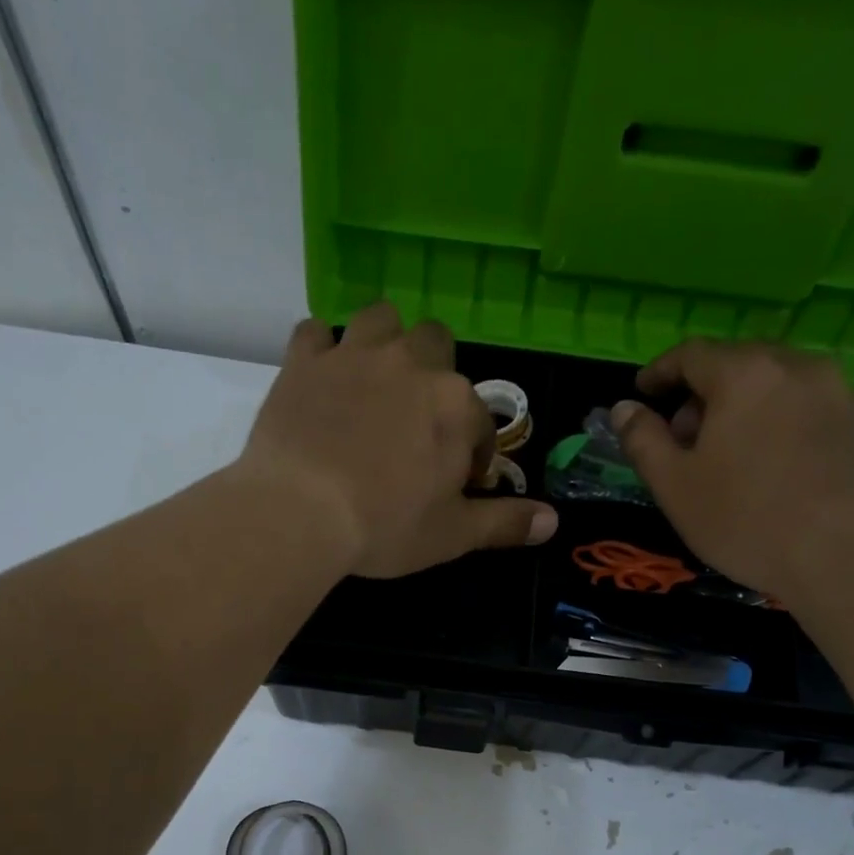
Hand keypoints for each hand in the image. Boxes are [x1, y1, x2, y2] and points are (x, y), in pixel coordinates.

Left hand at [239, 303, 557, 577]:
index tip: (453, 483)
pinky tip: (321, 376)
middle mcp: (411, 364)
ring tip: (374, 383)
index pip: (480, 421)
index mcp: (455, 405)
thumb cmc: (385, 526)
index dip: (471, 453)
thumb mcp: (453, 535)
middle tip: (415, 422)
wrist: (300, 512)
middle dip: (434, 376)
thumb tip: (553, 521)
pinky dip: (321, 350)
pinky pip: (315, 332)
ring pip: (381, 319)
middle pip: (436, 344)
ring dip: (384, 342)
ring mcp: (354, 355)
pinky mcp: (304, 362)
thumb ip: (504, 523)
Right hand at [609, 340, 853, 602]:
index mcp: (742, 376)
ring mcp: (845, 390)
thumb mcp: (673, 486)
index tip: (644, 392)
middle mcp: (796, 366)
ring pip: (787, 379)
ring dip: (756, 401)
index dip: (661, 371)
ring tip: (744, 443)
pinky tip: (807, 442)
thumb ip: (643, 440)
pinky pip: (836, 402)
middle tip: (688, 435)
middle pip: (740, 362)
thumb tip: (624, 407)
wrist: (841, 556)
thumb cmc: (743, 520)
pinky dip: (811, 414)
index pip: (690, 355)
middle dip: (707, 391)